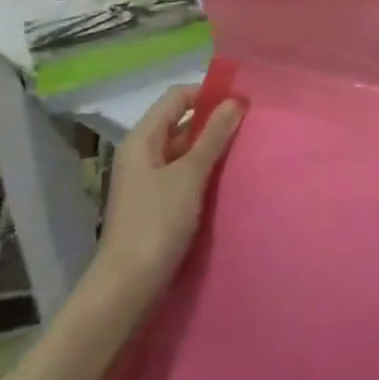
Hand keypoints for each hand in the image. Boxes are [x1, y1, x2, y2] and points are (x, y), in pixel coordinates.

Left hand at [94, 85, 243, 291]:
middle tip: (250, 125)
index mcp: (142, 139)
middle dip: (213, 121)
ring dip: (211, 147)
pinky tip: (227, 178)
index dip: (207, 94)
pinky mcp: (156, 203)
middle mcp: (141, 153)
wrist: (128, 285)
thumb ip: (213, 136)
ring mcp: (147, 179)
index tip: (241, 102)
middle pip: (180, 122)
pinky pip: (183, 174)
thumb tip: (235, 100)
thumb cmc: (156, 222)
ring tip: (245, 149)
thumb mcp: (190, 175)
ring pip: (183, 150)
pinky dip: (203, 170)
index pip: (177, 96)